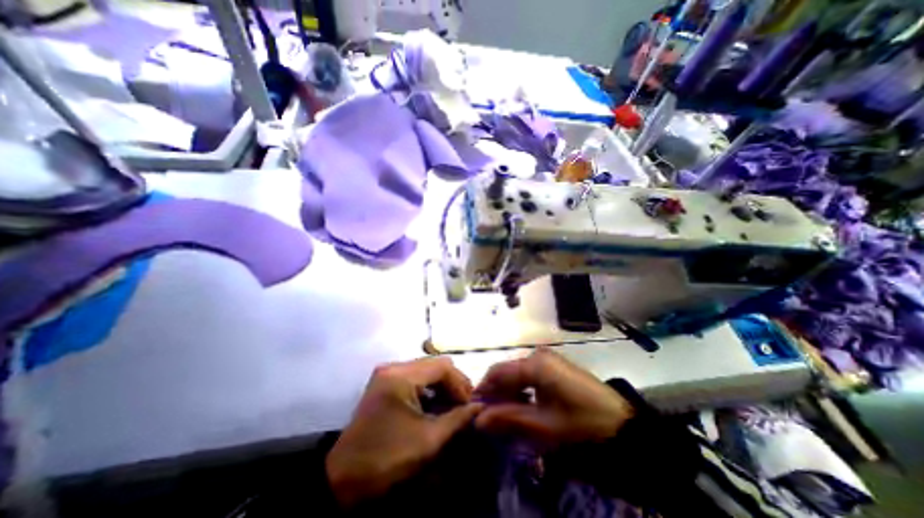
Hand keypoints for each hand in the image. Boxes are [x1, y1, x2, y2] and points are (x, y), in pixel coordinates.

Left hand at [326, 359, 484, 507]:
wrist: (342, 480)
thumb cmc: (387, 458)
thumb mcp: (428, 440)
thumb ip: (457, 419)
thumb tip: (480, 406)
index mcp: (401, 375)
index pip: (442, 366)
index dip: (460, 382)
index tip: (470, 404)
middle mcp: (393, 366)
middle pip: (434, 364)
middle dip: (453, 382)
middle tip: (464, 404)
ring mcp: (387, 373)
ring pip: (425, 369)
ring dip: (442, 385)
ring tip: (453, 405)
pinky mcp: (384, 382)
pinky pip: (414, 377)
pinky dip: (429, 388)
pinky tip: (435, 404)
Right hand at [477, 351, 636, 446]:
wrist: (622, 426)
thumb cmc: (580, 424)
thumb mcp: (541, 425)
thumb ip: (507, 418)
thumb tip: (477, 419)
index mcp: (534, 363)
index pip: (497, 372)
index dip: (483, 390)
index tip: (473, 409)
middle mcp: (538, 355)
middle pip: (507, 372)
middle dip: (496, 394)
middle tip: (489, 418)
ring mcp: (548, 360)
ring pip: (518, 374)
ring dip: (508, 394)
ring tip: (504, 416)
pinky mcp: (556, 367)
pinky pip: (530, 376)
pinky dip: (522, 391)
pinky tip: (522, 408)